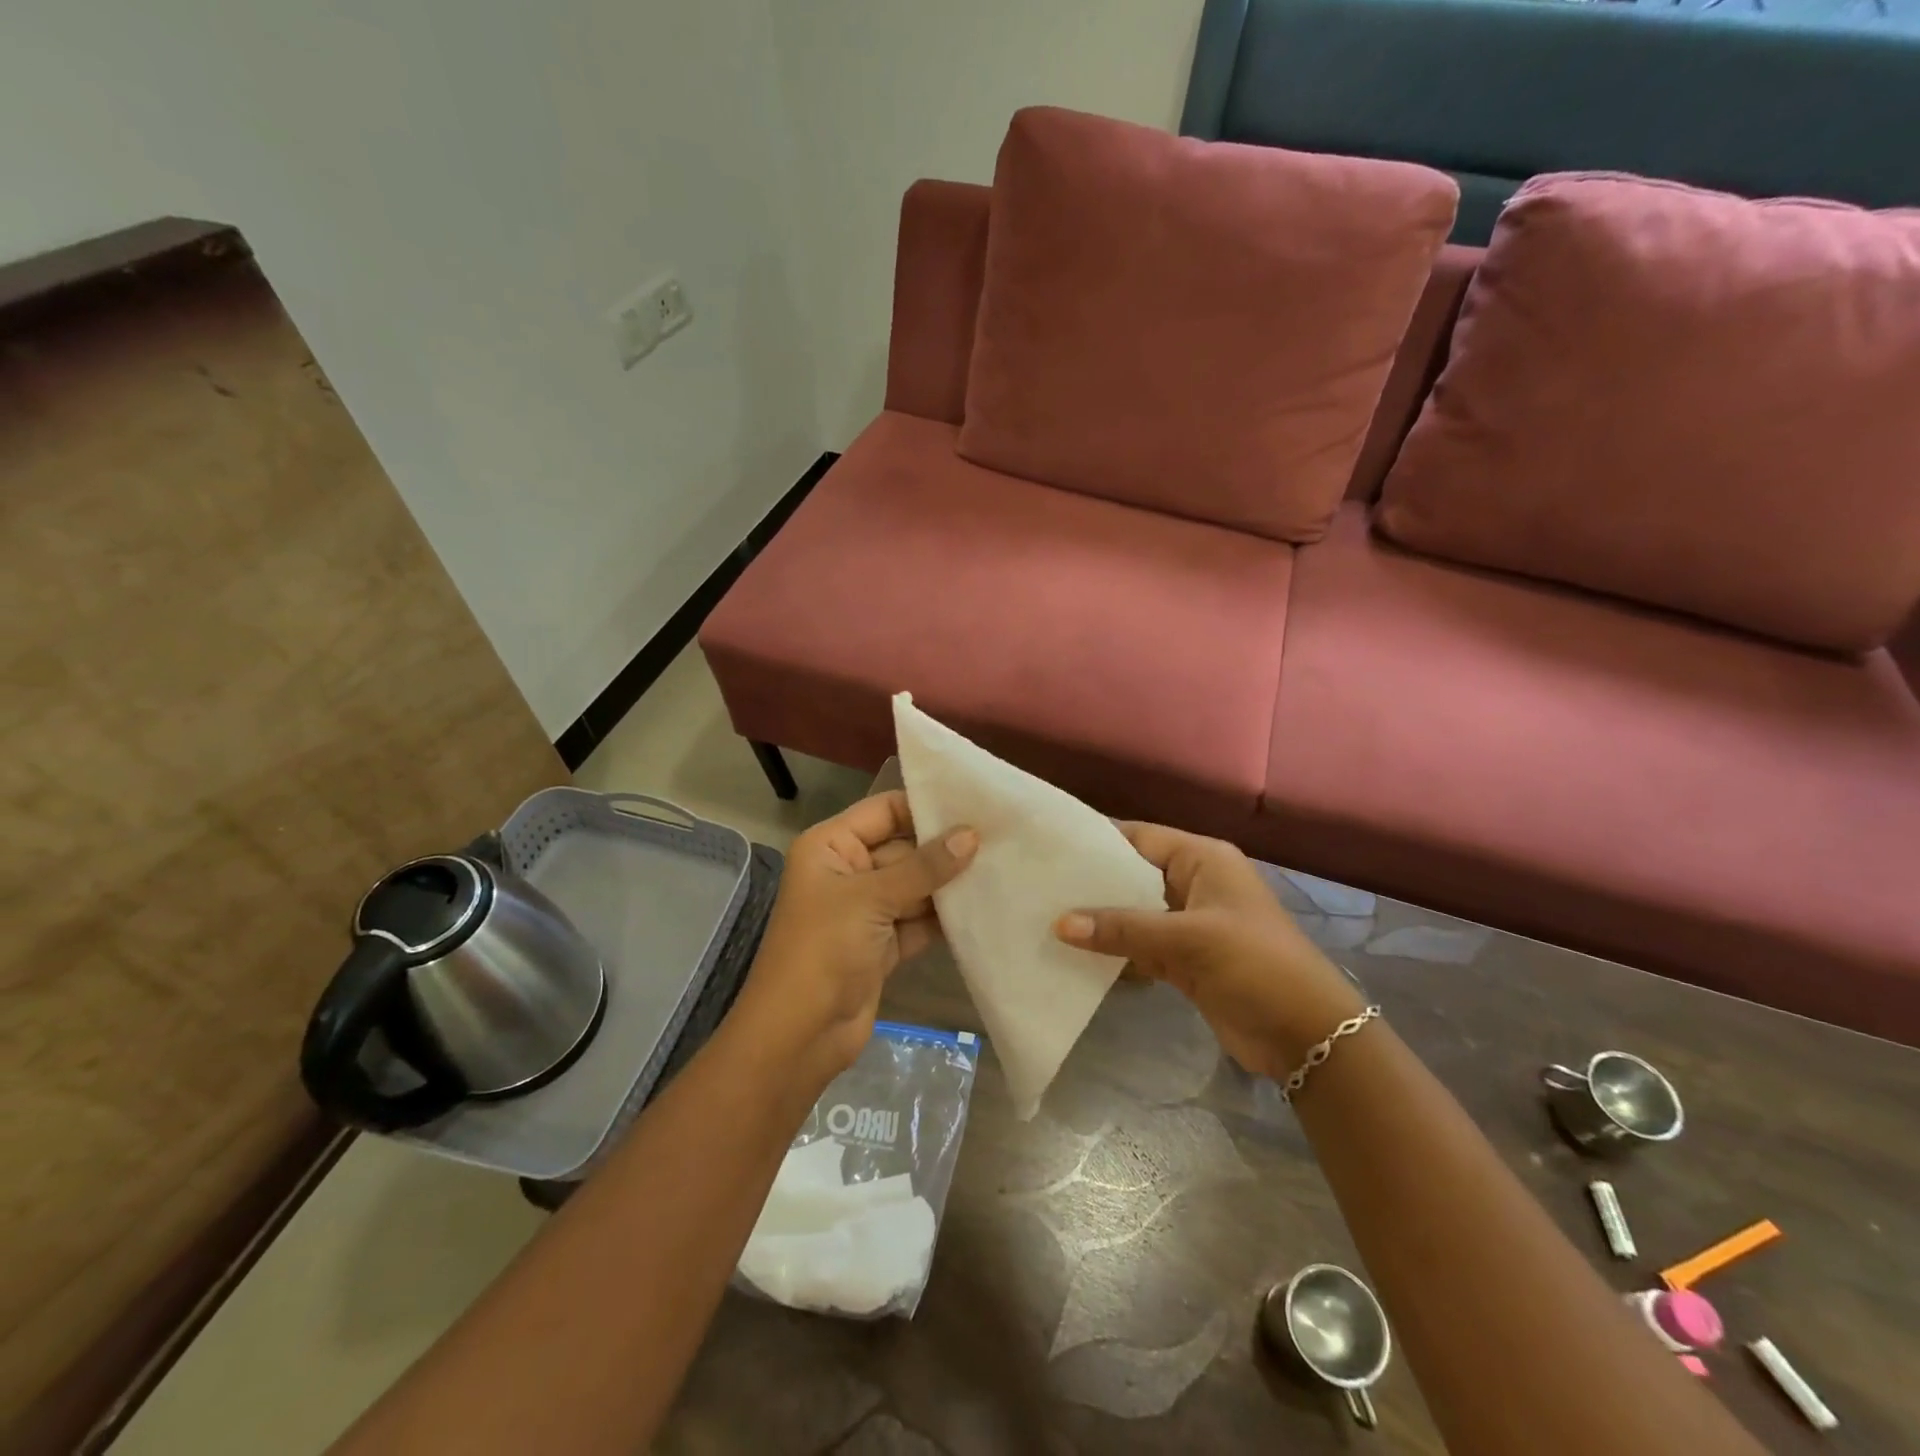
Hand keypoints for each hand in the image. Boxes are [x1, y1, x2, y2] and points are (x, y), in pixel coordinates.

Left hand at [730, 792, 976, 1091]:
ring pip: (915, 886)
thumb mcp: (871, 899)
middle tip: (1000, 838)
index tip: (976, 804)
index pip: (884, 811)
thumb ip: (924, 867)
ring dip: (949, 884)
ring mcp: (865, 910)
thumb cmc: (823, 950)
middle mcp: (847, 871)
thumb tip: (972, 835)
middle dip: (946, 847)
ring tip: (1001, 868)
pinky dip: (944, 918)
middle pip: (904, 848)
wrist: (798, 1037)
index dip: (925, 807)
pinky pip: (918, 920)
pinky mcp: (882, 945)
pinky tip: (983, 907)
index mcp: (830, 846)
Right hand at [1055, 824, 1363, 1080]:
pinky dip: (1115, 950)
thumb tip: (1059, 924)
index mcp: (1203, 860)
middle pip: (1133, 874)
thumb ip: (1124, 929)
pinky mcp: (1186, 961)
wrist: (1308, 1036)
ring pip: (1134, 913)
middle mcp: (1194, 884)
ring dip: (1100, 919)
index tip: (1050, 847)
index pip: (1140, 837)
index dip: (1097, 840)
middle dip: (1092, 882)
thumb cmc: (1256, 965)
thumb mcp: (1189, 939)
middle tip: (1039, 885)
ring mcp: (1190, 924)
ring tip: (1046, 916)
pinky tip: (1076, 954)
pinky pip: (1141, 946)